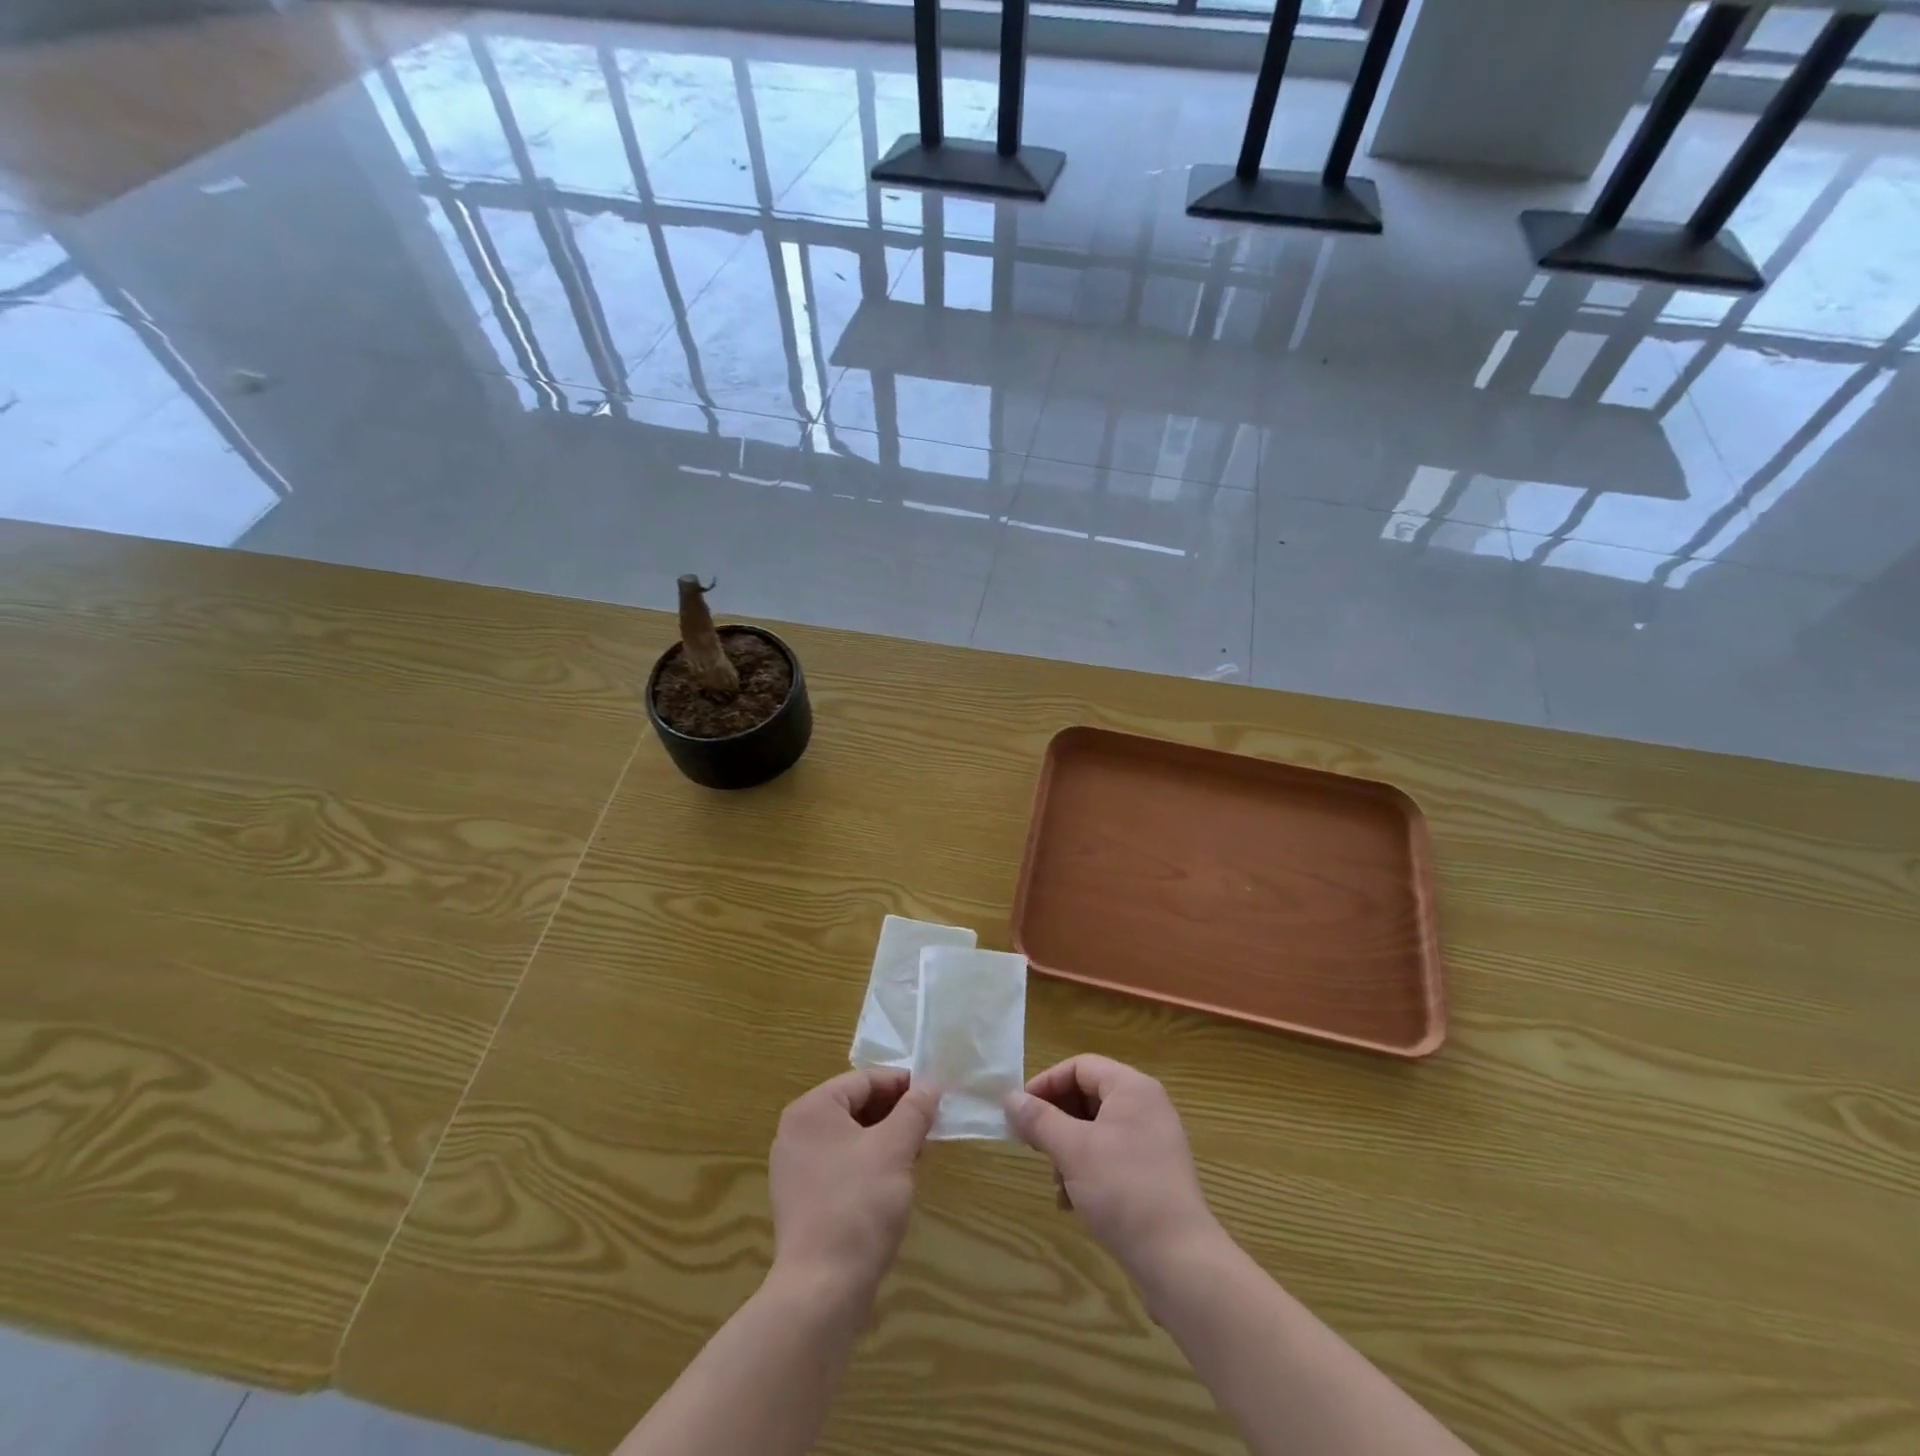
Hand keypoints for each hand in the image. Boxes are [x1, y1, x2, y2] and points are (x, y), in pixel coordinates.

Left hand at [769, 1068, 939, 1296]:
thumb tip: (930, 1084)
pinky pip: (841, 1164)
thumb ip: (914, 1110)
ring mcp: (796, 1168)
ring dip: (886, 1139)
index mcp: (812, 1109)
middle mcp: (797, 1131)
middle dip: (895, 1113)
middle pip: (856, 1106)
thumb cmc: (859, 1205)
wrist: (821, 1290)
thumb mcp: (895, 1148)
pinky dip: (869, 1164)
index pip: (864, 1080)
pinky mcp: (803, 1200)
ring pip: (851, 1137)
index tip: (935, 1096)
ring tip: (918, 1153)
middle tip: (930, 1125)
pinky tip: (894, 1181)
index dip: (902, 1084)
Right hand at [1007, 1055, 1223, 1281]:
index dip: (1047, 1083)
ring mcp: (1153, 1141)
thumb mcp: (1072, 1150)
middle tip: (1033, 1146)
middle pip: (1088, 1096)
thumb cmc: (1123, 1190)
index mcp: (1132, 1088)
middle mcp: (1146, 1107)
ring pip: (1096, 1130)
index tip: (1020, 1111)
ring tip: (1056, 1183)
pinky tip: (1072, 1203)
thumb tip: (1009, 1098)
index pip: (1080, 1066)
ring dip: (1068, 1151)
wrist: (1179, 1261)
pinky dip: (1087, 1171)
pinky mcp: (1154, 1174)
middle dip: (1056, 1121)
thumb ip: (1039, 1119)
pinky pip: (1111, 1156)